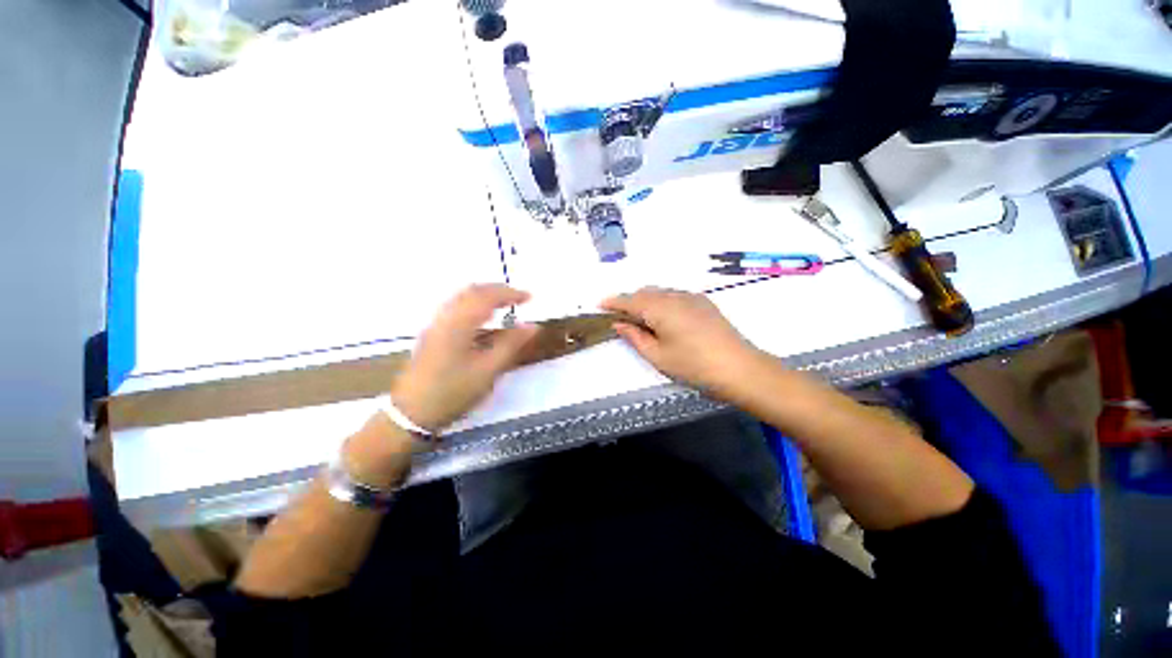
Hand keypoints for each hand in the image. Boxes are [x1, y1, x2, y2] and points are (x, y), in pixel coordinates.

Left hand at [391, 284, 538, 432]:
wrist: (410, 413)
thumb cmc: (453, 391)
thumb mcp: (488, 370)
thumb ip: (511, 344)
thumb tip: (533, 326)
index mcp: (459, 323)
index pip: (487, 296)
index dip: (510, 293)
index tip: (529, 297)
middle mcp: (445, 317)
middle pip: (472, 291)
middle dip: (497, 290)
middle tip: (518, 297)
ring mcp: (435, 325)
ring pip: (461, 298)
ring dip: (485, 295)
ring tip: (504, 304)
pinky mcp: (432, 334)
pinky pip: (455, 308)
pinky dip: (474, 304)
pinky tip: (482, 318)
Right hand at [601, 287, 761, 396]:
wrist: (740, 368)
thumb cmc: (694, 366)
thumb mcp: (658, 356)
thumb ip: (635, 337)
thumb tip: (619, 323)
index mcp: (660, 308)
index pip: (630, 300)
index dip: (613, 302)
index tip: (599, 305)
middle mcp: (675, 296)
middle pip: (645, 292)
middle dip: (629, 301)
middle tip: (619, 316)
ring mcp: (692, 297)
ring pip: (660, 292)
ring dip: (646, 300)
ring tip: (639, 317)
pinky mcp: (703, 302)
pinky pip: (674, 295)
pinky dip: (662, 301)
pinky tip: (663, 317)